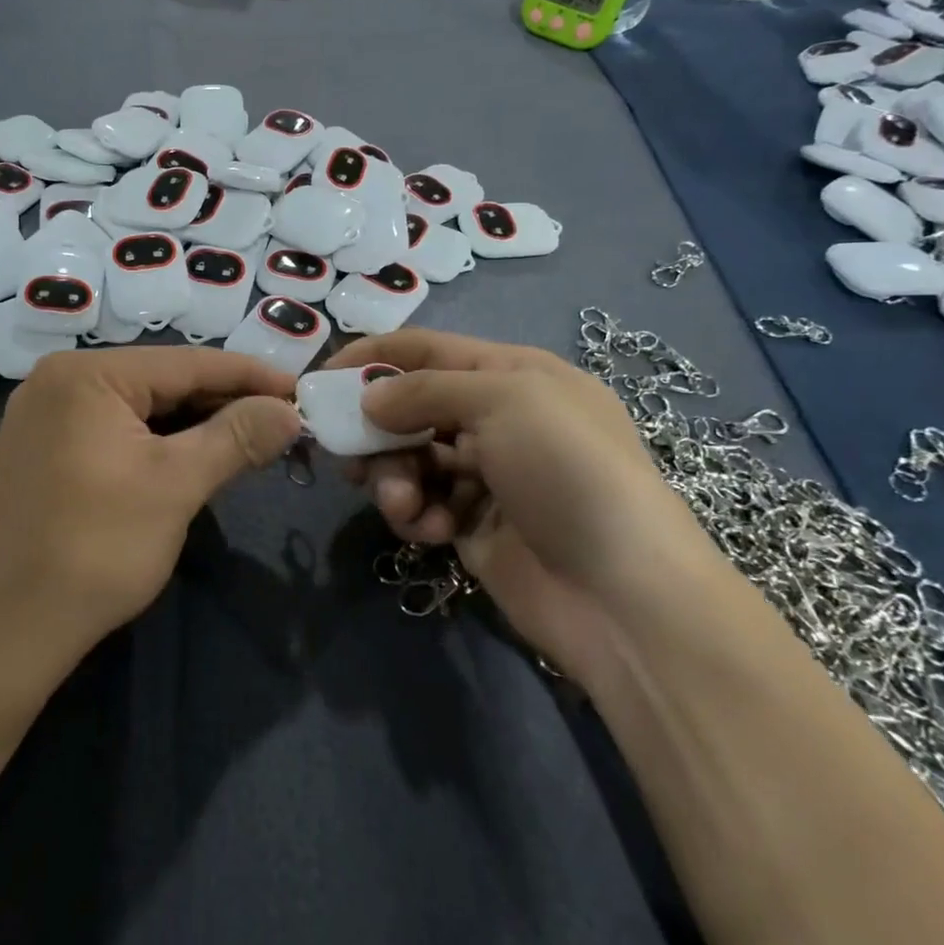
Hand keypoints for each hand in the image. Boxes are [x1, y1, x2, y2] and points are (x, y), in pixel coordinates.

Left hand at [0, 346, 301, 661]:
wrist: (2, 633)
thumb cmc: (94, 549)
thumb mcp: (176, 485)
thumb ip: (236, 437)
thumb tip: (290, 410)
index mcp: (87, 374)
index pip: (188, 363)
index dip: (251, 376)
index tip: (301, 388)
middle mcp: (62, 381)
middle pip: (163, 381)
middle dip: (225, 402)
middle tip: (282, 421)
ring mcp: (48, 416)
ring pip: (142, 407)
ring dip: (196, 424)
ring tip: (251, 439)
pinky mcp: (46, 451)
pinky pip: (118, 430)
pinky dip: (161, 442)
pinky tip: (197, 456)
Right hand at [328, 330, 718, 677]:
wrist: (623, 594)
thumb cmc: (567, 470)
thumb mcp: (502, 401)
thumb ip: (425, 390)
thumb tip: (368, 400)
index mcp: (513, 374)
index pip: (427, 350)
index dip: (372, 358)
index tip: (320, 381)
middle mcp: (498, 419)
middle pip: (412, 407)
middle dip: (377, 430)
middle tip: (346, 455)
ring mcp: (486, 475)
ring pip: (411, 459)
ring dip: (394, 478)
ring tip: (402, 505)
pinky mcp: (474, 526)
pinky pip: (425, 504)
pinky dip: (418, 514)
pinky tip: (431, 531)